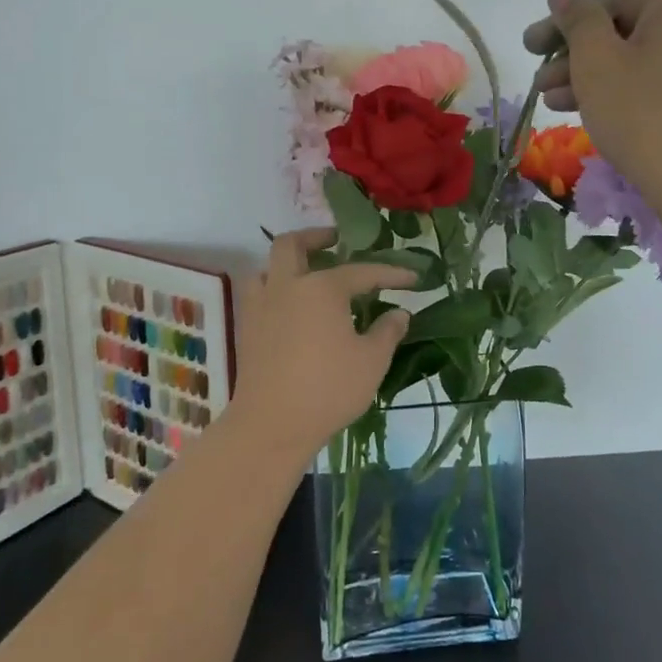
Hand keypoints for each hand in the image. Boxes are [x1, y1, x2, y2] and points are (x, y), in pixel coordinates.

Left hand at [232, 230, 414, 462]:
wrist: (272, 424)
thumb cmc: (328, 389)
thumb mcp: (372, 361)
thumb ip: (387, 331)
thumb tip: (398, 313)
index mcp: (322, 288)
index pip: (362, 272)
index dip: (390, 273)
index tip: (413, 278)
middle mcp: (288, 286)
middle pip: (292, 245)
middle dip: (316, 237)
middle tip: (336, 242)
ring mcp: (262, 306)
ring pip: (267, 267)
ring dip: (287, 263)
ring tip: (308, 274)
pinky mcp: (248, 328)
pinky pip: (259, 293)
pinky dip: (275, 289)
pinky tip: (291, 308)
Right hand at [522, 0, 661, 223]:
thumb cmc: (650, 116)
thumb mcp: (598, 64)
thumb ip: (577, 18)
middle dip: (574, 24)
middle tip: (533, 51)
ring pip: (635, 39)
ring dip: (585, 59)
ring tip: (546, 92)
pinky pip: (652, 66)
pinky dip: (614, 78)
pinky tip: (573, 107)